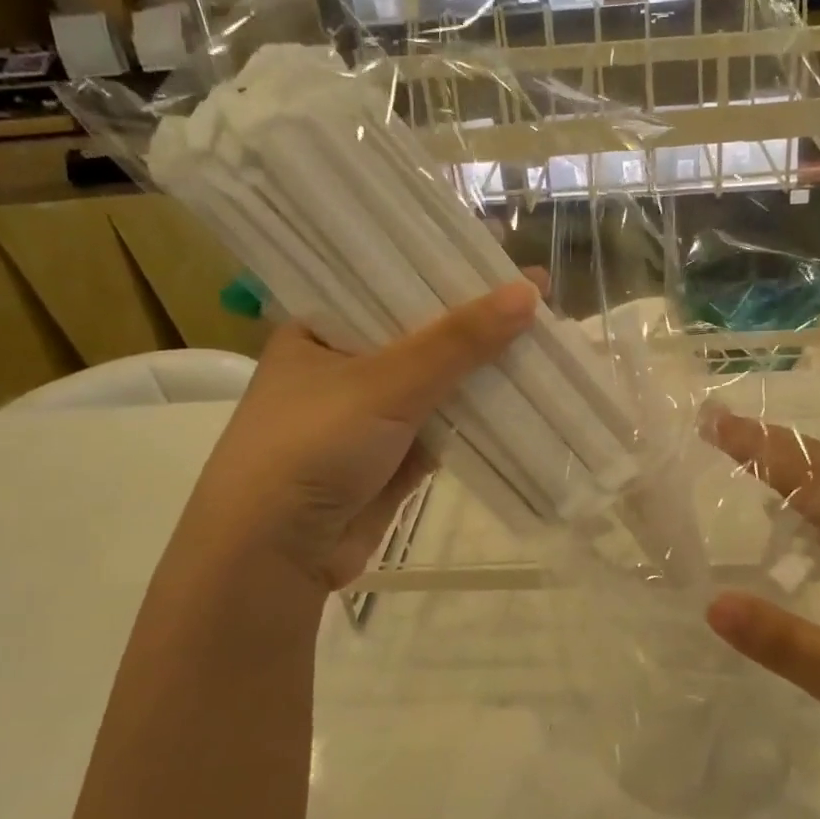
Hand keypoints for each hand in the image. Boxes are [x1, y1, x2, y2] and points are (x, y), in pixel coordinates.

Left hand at [185, 280, 538, 590]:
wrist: (273, 557)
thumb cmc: (312, 447)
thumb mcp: (385, 382)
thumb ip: (458, 341)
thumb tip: (530, 292)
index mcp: (321, 332)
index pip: (391, 286)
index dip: (448, 274)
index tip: (504, 261)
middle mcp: (344, 368)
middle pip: (423, 338)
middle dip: (476, 328)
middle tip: (539, 302)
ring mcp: (370, 417)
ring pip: (439, 386)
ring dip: (484, 374)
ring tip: (546, 344)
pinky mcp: (393, 460)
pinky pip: (445, 429)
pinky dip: (480, 419)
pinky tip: (526, 397)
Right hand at [699, 409, 819, 802]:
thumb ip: (787, 643)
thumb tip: (713, 604)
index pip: (815, 480)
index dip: (763, 448)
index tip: (715, 424)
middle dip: (775, 445)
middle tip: (720, 427)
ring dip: (792, 472)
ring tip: (744, 458)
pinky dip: (808, 510)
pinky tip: (789, 525)